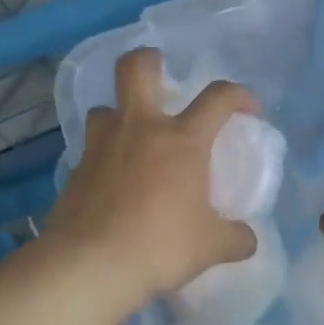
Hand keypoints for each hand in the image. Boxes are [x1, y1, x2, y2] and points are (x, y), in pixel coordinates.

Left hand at [47, 47, 257, 307]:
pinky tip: (112, 181)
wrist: (92, 264)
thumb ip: (235, 238)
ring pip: (104, 108)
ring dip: (118, 115)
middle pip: (135, 69)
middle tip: (160, 73)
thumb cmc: (161, 245)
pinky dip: (103, 156)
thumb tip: (248, 239)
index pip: (218, 97)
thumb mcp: (211, 247)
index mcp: (182, 140)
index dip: (239, 95)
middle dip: (149, 61)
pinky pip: (91, 149)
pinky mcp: (75, 170)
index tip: (248, 110)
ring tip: (130, 136)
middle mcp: (140, 129)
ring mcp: (102, 146)